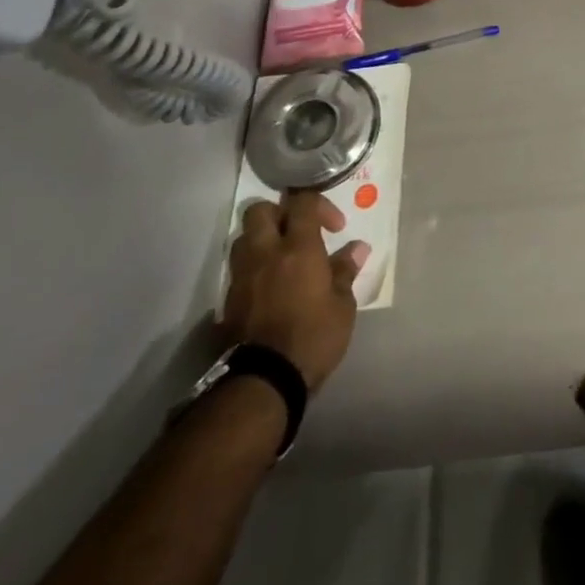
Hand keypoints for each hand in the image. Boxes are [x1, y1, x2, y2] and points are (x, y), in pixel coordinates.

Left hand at [222, 191, 369, 392]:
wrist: (264, 381)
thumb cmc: (313, 337)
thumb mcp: (342, 305)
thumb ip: (345, 271)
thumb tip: (357, 248)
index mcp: (298, 248)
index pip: (302, 202)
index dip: (320, 204)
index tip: (336, 227)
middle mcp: (265, 254)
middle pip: (259, 210)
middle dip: (279, 213)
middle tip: (299, 231)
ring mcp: (242, 277)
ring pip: (243, 238)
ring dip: (262, 239)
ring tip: (282, 257)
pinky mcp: (228, 301)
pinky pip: (238, 269)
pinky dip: (253, 268)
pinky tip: (270, 286)